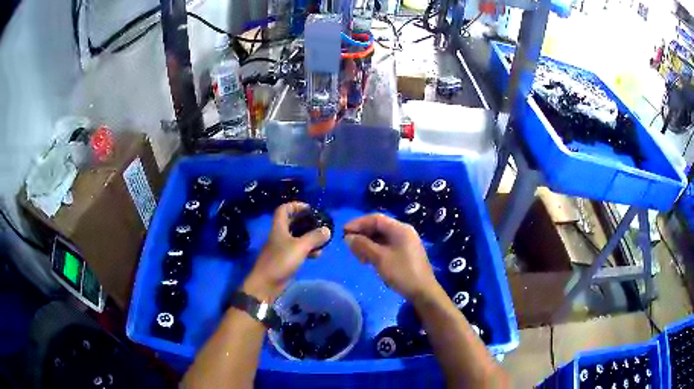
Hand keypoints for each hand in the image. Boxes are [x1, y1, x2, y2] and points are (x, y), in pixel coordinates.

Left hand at [243, 202, 330, 301]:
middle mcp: (280, 235)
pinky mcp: (285, 260)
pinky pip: (298, 250)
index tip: (310, 209)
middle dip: (306, 222)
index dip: (296, 205)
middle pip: (292, 222)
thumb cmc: (281, 261)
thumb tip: (327, 230)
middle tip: (320, 224)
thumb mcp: (300, 247)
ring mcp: (282, 248)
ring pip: (297, 237)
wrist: (266, 284)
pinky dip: (307, 250)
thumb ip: (314, 237)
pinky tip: (317, 255)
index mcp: (279, 227)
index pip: (284, 209)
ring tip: (322, 241)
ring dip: (309, 237)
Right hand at [343, 213, 438, 302]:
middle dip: (362, 234)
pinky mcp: (405, 254)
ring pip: (381, 238)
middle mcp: (403, 232)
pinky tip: (367, 260)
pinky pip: (386, 246)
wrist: (423, 292)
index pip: (376, 219)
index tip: (343, 232)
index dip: (358, 223)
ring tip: (356, 255)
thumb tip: (348, 237)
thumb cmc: (402, 272)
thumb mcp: (379, 258)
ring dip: (367, 244)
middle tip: (349, 246)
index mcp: (400, 229)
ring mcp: (405, 243)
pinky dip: (375, 250)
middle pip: (379, 227)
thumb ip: (363, 245)